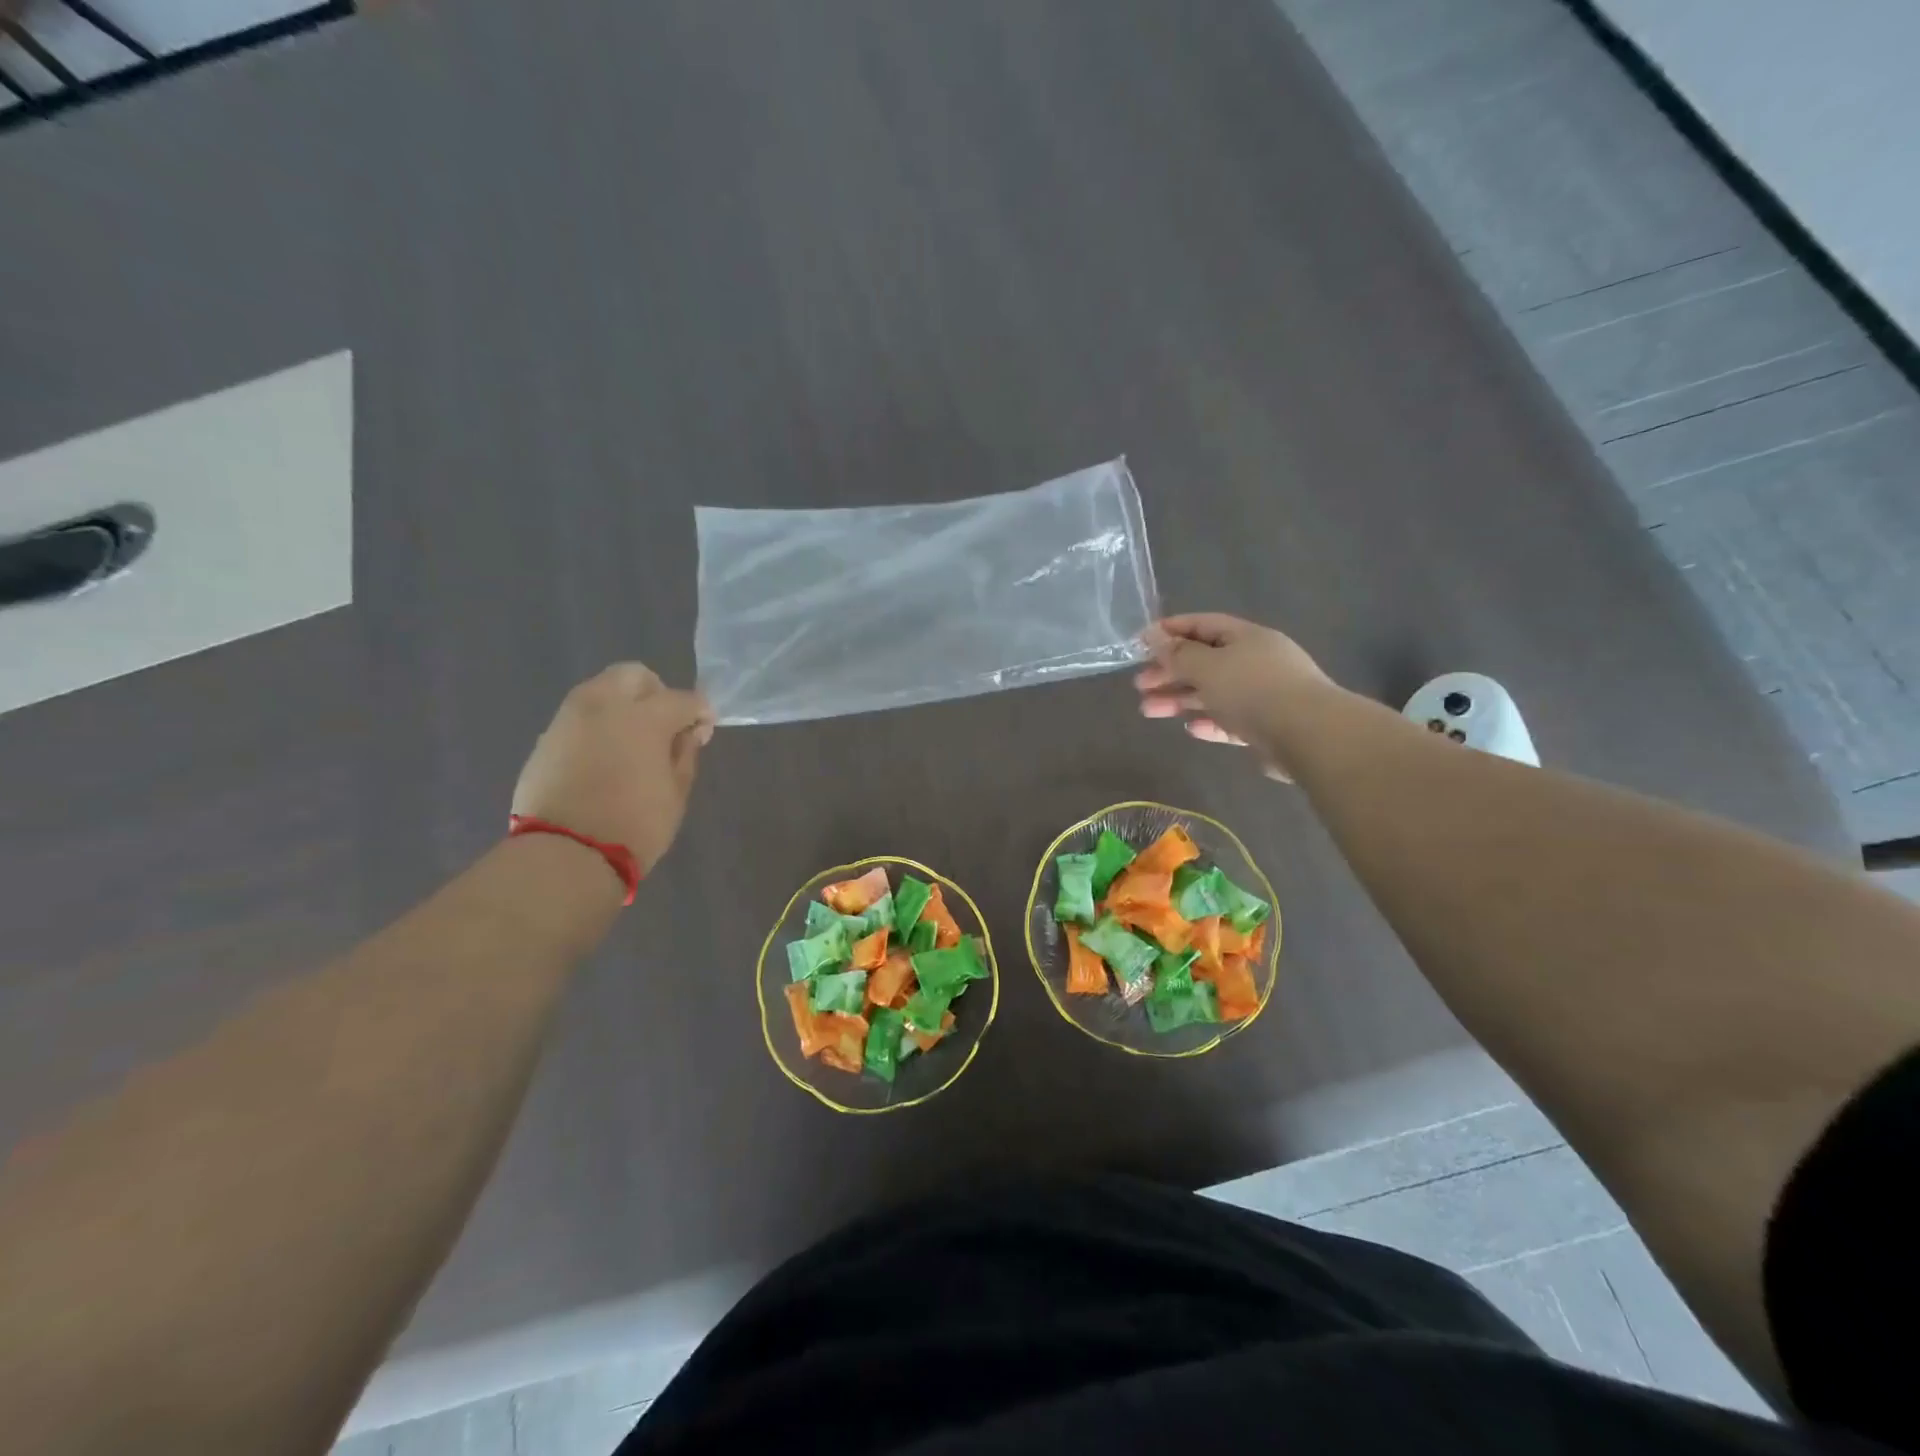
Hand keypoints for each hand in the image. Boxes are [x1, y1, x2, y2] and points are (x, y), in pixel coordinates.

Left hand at [512, 664, 714, 872]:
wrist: (564, 855)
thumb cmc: (635, 826)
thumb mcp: (675, 792)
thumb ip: (685, 753)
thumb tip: (689, 732)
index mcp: (644, 717)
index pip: (682, 699)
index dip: (700, 712)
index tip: (704, 730)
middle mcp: (603, 706)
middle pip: (633, 675)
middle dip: (655, 693)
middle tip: (665, 725)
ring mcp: (568, 720)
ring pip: (600, 691)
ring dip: (622, 706)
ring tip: (632, 741)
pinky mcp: (546, 739)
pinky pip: (579, 718)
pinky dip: (597, 727)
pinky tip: (604, 758)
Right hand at [1134, 614, 1333, 780]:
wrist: (1308, 735)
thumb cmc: (1252, 689)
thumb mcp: (1207, 666)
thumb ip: (1178, 653)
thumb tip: (1154, 636)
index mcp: (1246, 637)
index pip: (1203, 625)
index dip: (1171, 630)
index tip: (1141, 643)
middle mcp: (1256, 661)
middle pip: (1205, 661)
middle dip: (1170, 671)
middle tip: (1140, 684)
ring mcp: (1264, 695)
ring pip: (1213, 693)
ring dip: (1180, 699)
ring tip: (1148, 711)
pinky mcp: (1267, 727)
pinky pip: (1230, 720)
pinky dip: (1209, 722)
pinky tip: (1191, 728)